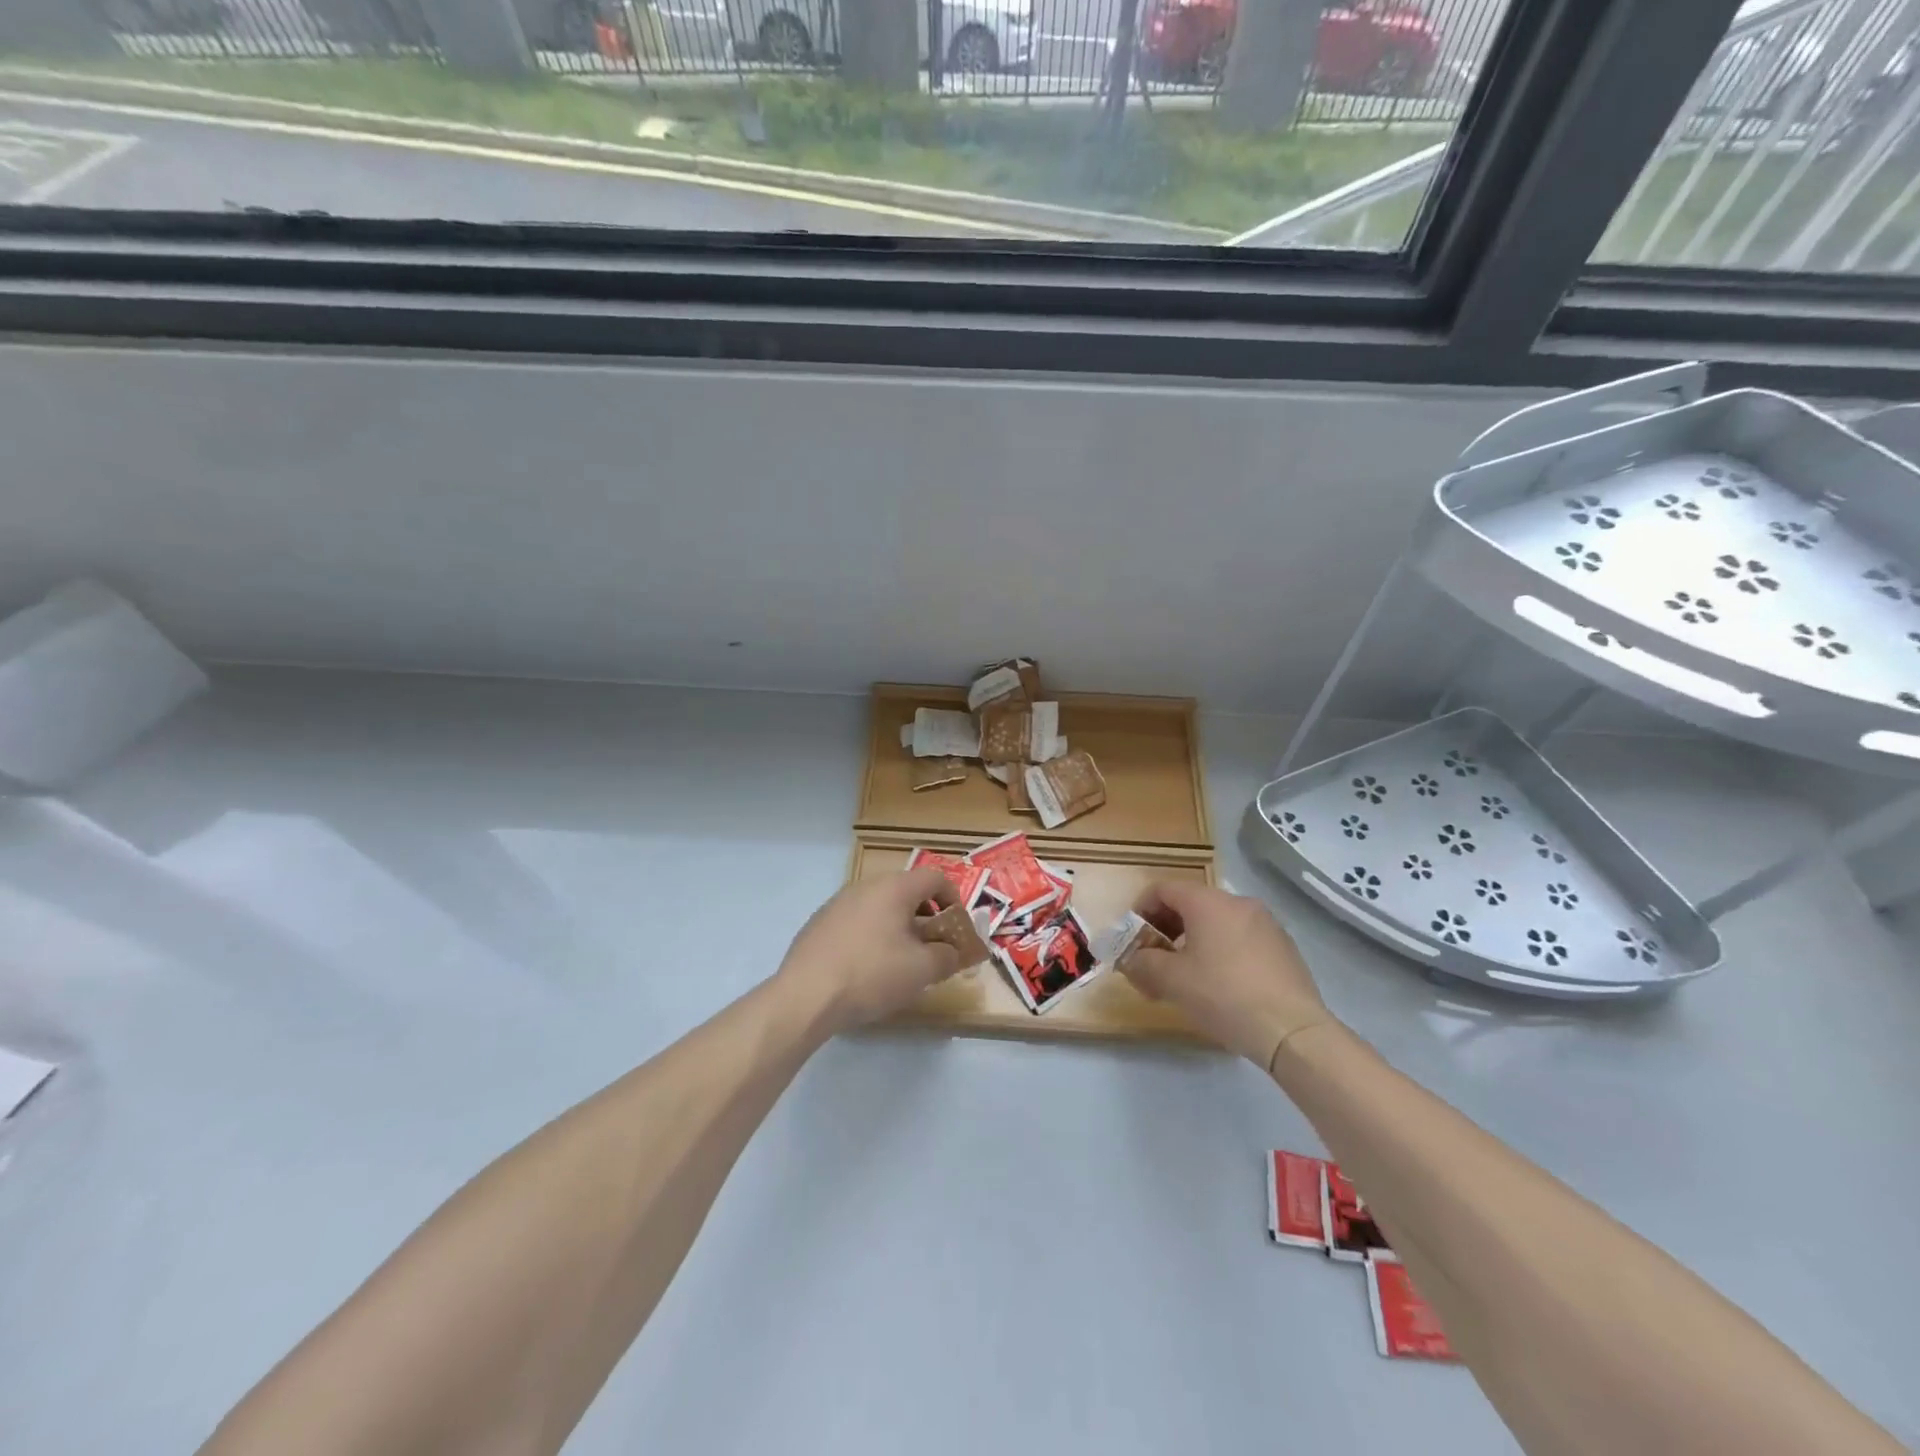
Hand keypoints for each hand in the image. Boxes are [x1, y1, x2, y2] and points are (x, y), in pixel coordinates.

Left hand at [776, 868, 963, 1035]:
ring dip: (898, 928)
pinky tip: (866, 969)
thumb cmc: (871, 975)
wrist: (805, 996)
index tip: (956, 929)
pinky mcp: (819, 923)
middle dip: (926, 917)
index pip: (935, 878)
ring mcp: (838, 903)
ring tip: (900, 962)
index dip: (953, 900)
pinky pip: (857, 922)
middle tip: (932, 948)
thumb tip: (952, 951)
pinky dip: (872, 936)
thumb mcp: (922, 970)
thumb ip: (947, 956)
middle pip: (906, 891)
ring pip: (880, 907)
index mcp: (894, 888)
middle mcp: (865, 886)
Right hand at [1122, 880, 1334, 1070]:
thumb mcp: (1171, 981)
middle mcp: (1238, 903)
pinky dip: (1221, 951)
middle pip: (1190, 904)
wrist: (1292, 1030)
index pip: (1163, 889)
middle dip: (1166, 929)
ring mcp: (1266, 924)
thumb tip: (1133, 960)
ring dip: (1193, 941)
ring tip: (1186, 976)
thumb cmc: (1223, 995)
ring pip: (1217, 922)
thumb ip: (1142, 963)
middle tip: (1154, 960)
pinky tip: (1220, 986)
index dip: (1141, 909)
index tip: (1133, 939)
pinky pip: (1240, 939)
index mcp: (1208, 902)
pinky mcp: (1284, 948)